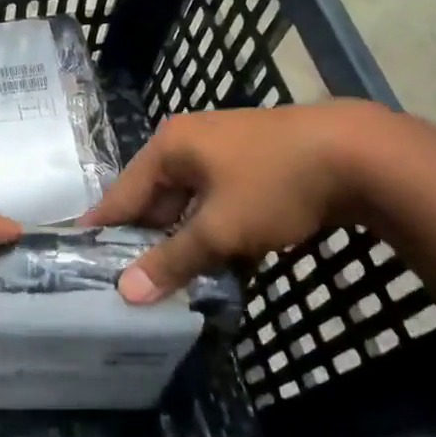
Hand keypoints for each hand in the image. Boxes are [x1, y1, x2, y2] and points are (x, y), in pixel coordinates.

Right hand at [82, 103, 384, 302]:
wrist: (356, 154)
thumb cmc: (274, 183)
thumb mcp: (220, 228)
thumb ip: (173, 259)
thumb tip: (128, 292)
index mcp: (170, 146)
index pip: (123, 193)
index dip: (102, 227)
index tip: (79, 258)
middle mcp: (189, 143)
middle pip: (155, 198)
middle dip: (147, 240)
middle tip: (128, 283)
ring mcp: (223, 152)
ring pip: (190, 204)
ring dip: (184, 241)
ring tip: (168, 282)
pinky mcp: (252, 165)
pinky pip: (218, 203)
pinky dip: (214, 231)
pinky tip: (216, 265)